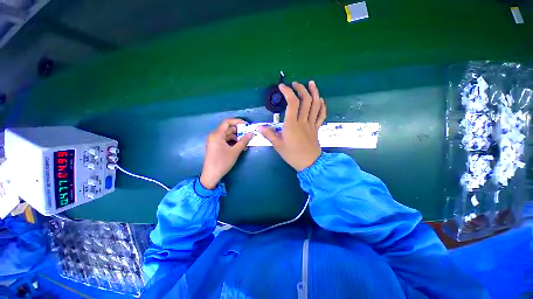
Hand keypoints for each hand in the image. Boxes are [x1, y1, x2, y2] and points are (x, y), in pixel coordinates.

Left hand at [200, 119, 252, 188]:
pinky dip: (233, 142)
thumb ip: (243, 141)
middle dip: (239, 131)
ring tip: (246, 142)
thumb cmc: (222, 162)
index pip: (227, 122)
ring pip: (228, 135)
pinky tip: (241, 147)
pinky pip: (226, 141)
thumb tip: (251, 133)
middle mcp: (215, 135)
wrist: (211, 175)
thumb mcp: (235, 151)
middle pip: (228, 129)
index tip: (247, 125)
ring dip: (237, 137)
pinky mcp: (216, 146)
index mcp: (217, 134)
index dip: (238, 121)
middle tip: (249, 134)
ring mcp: (215, 141)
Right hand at [259, 81, 325, 170]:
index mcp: (292, 124)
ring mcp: (312, 124)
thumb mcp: (278, 145)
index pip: (292, 103)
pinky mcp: (317, 128)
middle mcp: (303, 121)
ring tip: (311, 83)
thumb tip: (258, 127)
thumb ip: (269, 134)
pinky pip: (321, 115)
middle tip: (295, 83)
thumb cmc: (292, 155)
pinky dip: (322, 106)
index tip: (282, 87)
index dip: (287, 92)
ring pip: (316, 105)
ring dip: (314, 92)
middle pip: (305, 100)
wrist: (309, 163)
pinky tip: (320, 100)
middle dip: (301, 89)